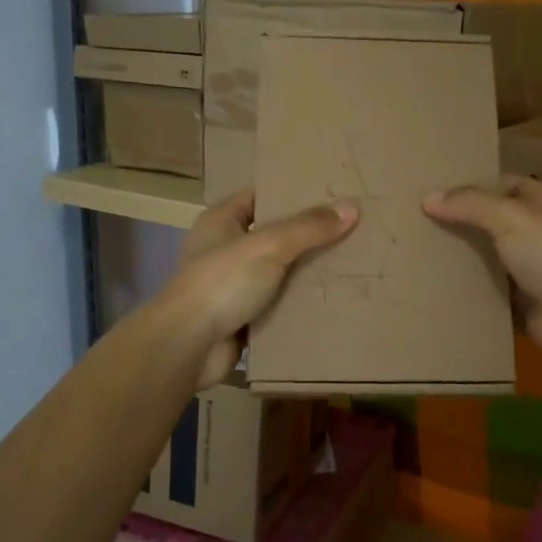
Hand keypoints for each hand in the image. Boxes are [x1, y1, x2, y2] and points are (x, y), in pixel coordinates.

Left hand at [158, 190, 358, 387]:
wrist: (188, 346)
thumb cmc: (222, 282)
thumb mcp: (269, 246)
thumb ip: (309, 228)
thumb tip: (352, 208)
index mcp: (221, 222)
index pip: (260, 197)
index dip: (292, 195)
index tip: (330, 195)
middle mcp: (224, 250)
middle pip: (274, 236)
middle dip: (308, 236)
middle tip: (350, 230)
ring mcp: (232, 287)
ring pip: (278, 274)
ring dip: (307, 274)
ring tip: (349, 264)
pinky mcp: (241, 319)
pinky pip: (277, 306)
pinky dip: (298, 306)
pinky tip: (331, 301)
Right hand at [423, 175, 541, 366]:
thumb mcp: (510, 216)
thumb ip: (470, 204)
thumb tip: (428, 198)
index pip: (508, 185)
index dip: (476, 186)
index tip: (438, 192)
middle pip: (496, 224)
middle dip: (463, 224)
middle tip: (420, 224)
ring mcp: (535, 274)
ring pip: (491, 262)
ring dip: (464, 261)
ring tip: (421, 255)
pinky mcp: (525, 307)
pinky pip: (491, 296)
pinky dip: (470, 295)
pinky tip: (438, 289)